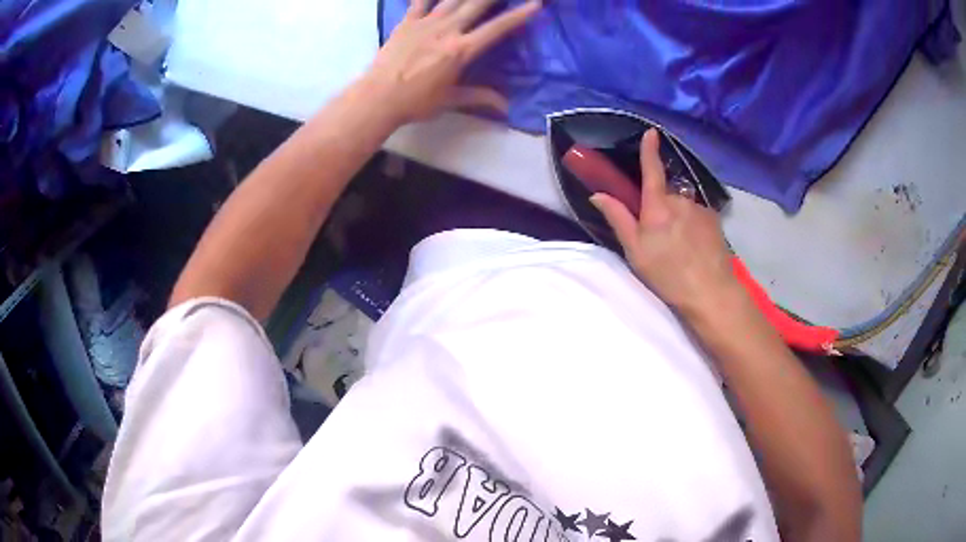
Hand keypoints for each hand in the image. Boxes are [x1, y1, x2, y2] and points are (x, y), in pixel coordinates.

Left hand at [364, 0, 540, 123]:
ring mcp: (426, 23)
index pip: (497, 28)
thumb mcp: (450, 100)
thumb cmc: (416, 102)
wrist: (378, 97)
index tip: (535, 4)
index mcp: (462, 50)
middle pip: (477, 4)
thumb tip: (506, 107)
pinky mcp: (407, 22)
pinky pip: (420, 0)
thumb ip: (479, 97)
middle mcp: (447, 30)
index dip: (519, 15)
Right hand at [591, 129, 740, 316]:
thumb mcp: (635, 251)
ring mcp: (700, 208)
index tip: (651, 132)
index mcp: (658, 207)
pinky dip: (693, 225)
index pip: (652, 170)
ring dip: (678, 219)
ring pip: (683, 206)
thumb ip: (618, 219)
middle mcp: (680, 200)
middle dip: (660, 208)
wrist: (711, 291)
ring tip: (680, 248)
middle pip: (666, 195)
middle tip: (658, 238)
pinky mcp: (714, 220)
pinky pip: (697, 215)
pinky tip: (695, 247)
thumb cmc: (668, 274)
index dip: (649, 150)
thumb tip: (598, 195)